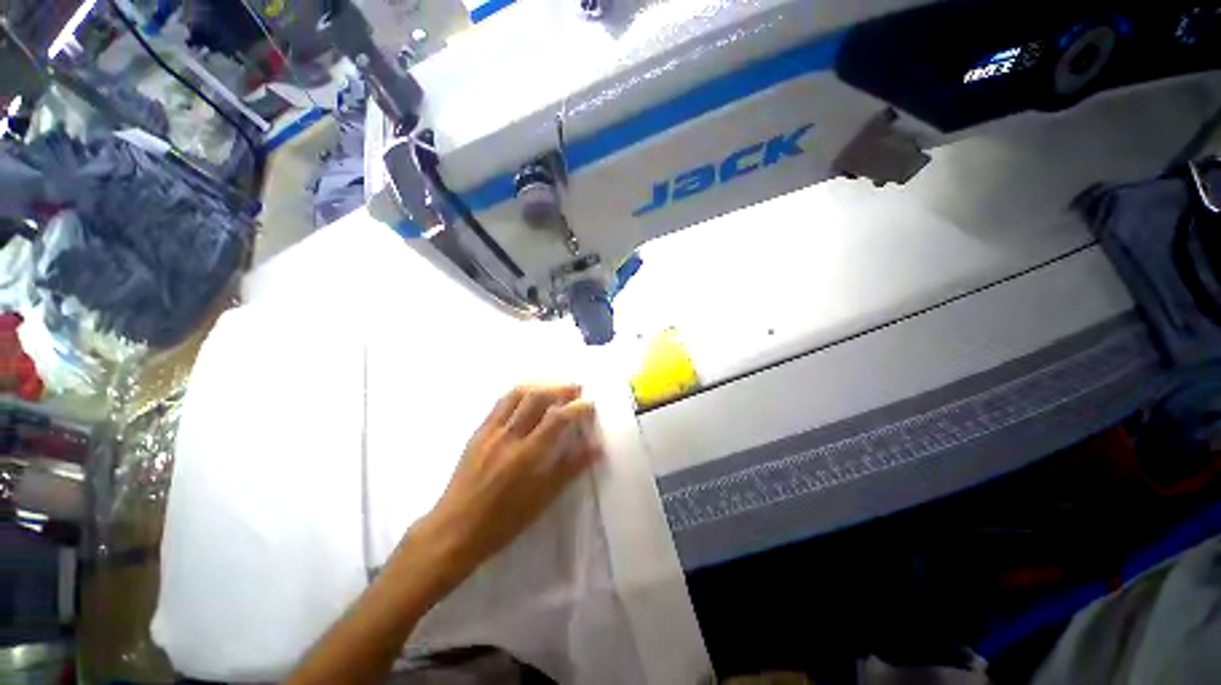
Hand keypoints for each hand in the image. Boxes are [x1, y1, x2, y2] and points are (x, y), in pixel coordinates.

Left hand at [420, 384, 602, 581]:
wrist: (455, 530)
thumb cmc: (503, 521)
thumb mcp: (542, 499)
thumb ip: (570, 469)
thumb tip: (595, 448)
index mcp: (527, 455)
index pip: (558, 418)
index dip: (577, 407)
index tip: (589, 404)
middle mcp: (508, 436)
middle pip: (537, 397)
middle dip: (560, 388)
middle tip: (575, 389)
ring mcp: (490, 431)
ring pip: (516, 394)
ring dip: (540, 385)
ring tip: (554, 388)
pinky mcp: (478, 432)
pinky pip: (501, 403)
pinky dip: (520, 394)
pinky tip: (528, 399)